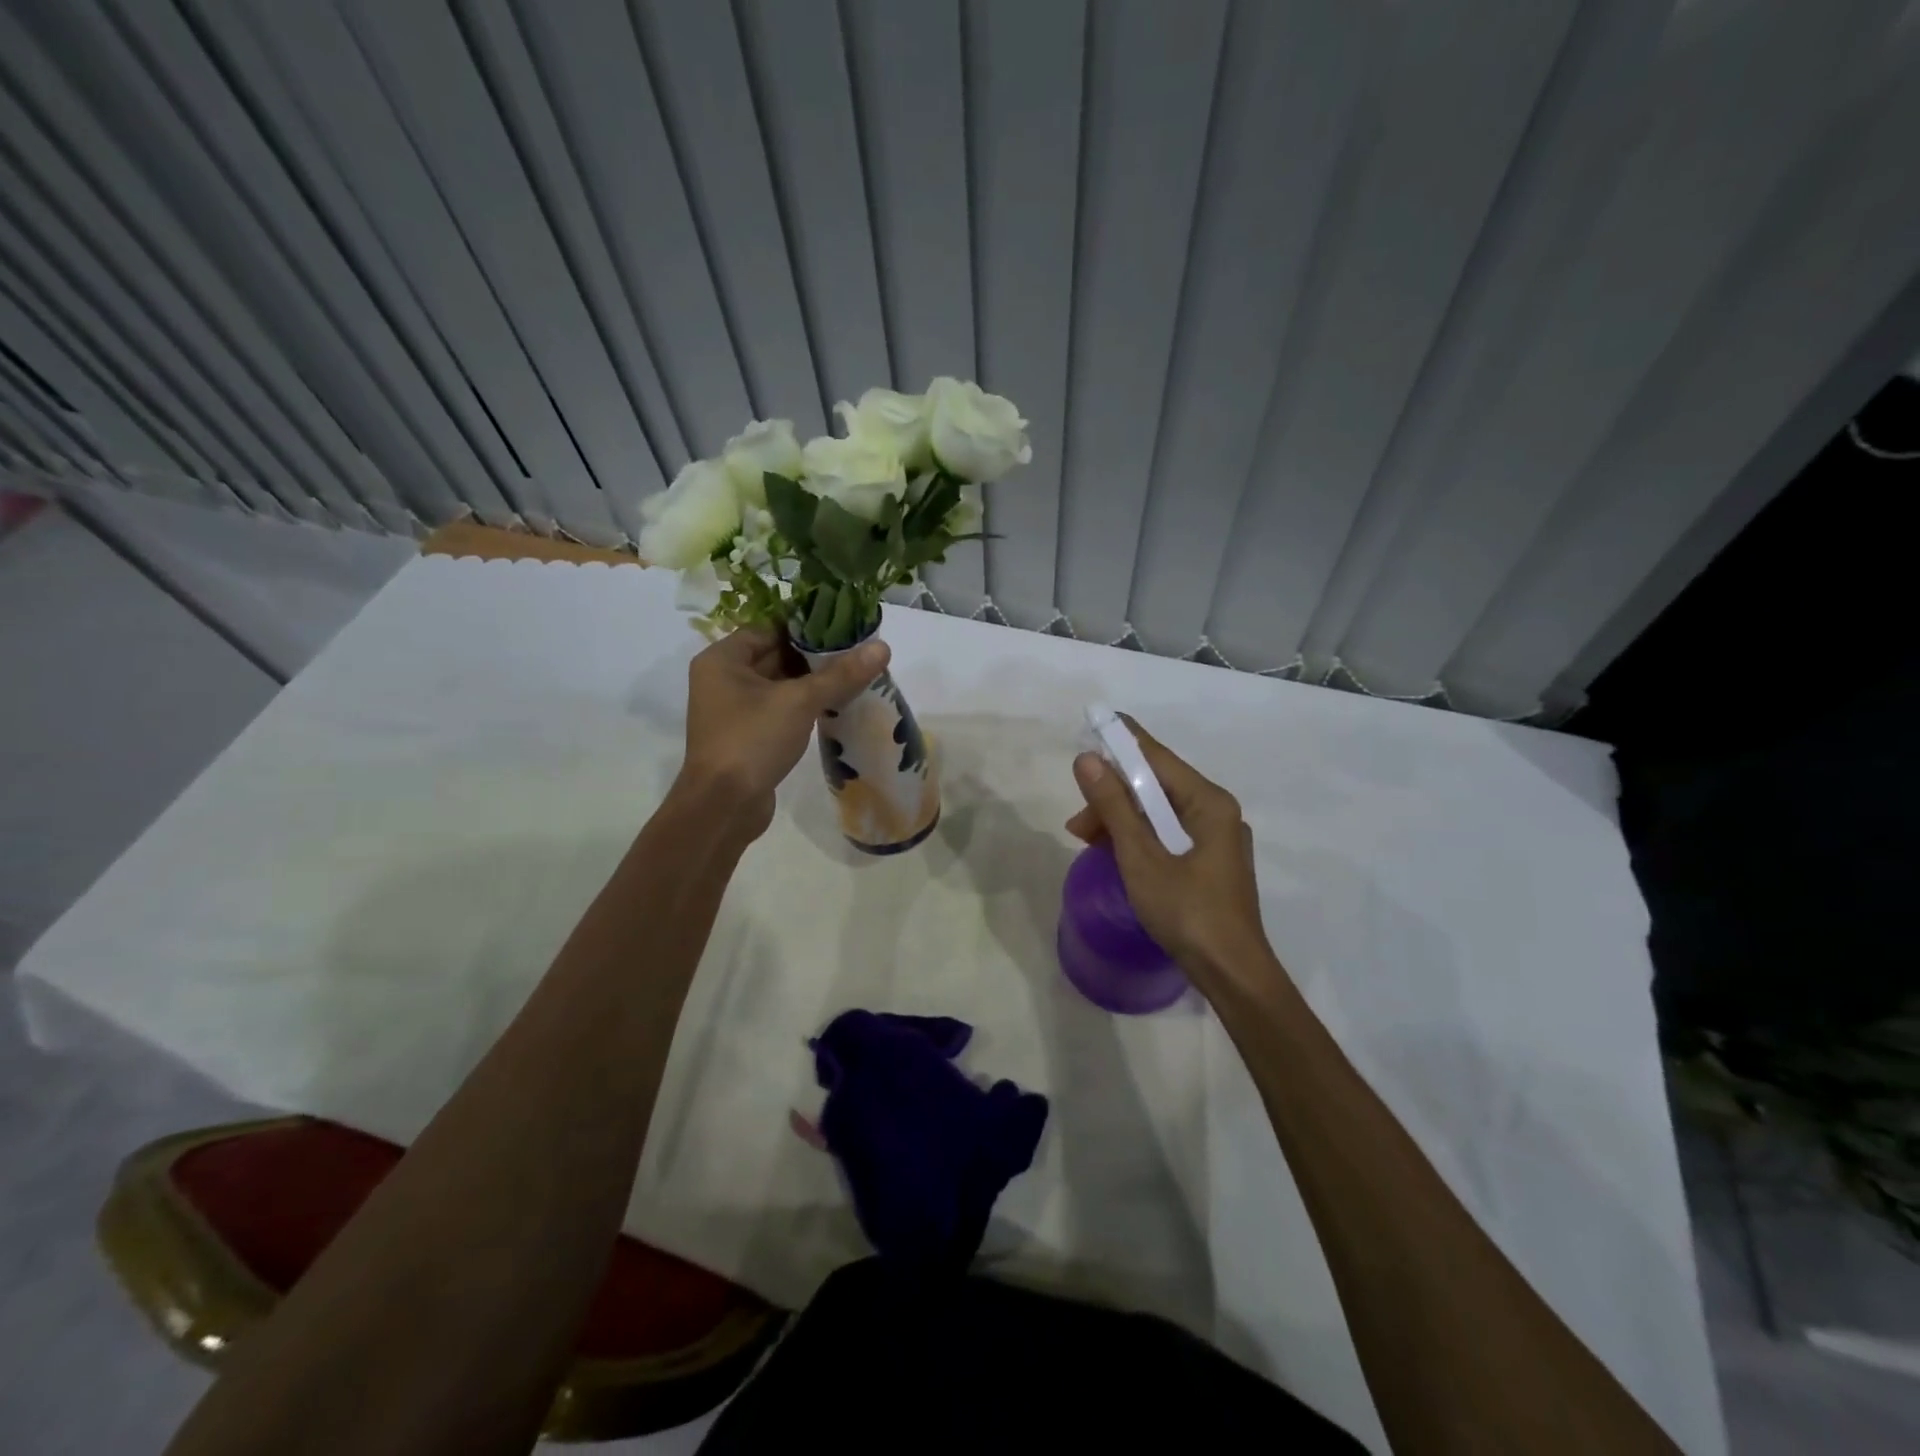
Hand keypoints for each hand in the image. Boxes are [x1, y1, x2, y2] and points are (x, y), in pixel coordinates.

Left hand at [679, 626, 888, 837]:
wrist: (724, 807)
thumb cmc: (752, 741)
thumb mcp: (799, 702)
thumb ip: (840, 674)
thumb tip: (882, 647)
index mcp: (723, 659)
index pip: (769, 627)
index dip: (806, 625)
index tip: (844, 625)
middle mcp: (723, 679)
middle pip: (775, 654)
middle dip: (815, 654)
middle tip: (858, 649)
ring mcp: (735, 709)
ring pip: (780, 683)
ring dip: (814, 681)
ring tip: (856, 673)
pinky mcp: (748, 735)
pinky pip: (780, 708)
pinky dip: (805, 704)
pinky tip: (838, 703)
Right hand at [1065, 716, 1278, 992]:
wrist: (1233, 974)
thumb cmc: (1187, 912)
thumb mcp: (1141, 857)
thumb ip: (1114, 807)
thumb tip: (1087, 760)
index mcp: (1208, 802)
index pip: (1158, 757)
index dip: (1123, 741)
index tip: (1093, 723)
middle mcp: (1215, 811)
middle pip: (1156, 786)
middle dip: (1114, 795)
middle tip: (1077, 819)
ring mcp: (1215, 838)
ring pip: (1159, 813)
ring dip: (1121, 820)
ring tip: (1085, 840)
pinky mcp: (1210, 861)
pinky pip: (1167, 834)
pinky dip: (1138, 838)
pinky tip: (1113, 852)